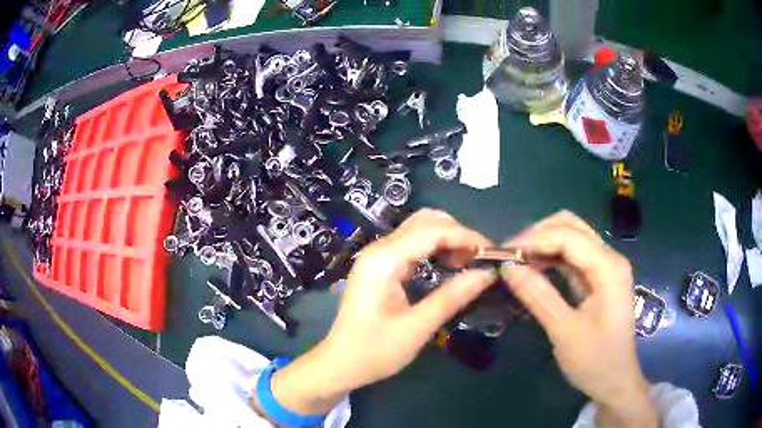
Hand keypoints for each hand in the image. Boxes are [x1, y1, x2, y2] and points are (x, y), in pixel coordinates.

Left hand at [268, 209, 495, 415]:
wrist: (340, 364)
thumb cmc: (374, 351)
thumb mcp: (417, 327)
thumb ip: (452, 297)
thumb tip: (487, 273)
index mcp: (383, 261)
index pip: (432, 231)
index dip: (466, 236)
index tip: (492, 253)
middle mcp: (379, 249)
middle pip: (425, 221)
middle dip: (457, 234)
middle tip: (481, 259)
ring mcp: (377, 256)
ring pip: (419, 229)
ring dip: (447, 239)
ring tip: (470, 262)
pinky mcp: (380, 266)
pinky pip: (413, 244)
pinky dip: (436, 248)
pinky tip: (450, 265)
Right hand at [500, 211, 656, 427]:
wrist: (615, 381)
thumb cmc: (595, 360)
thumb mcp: (564, 331)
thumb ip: (538, 296)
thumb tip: (507, 267)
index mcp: (608, 268)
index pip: (567, 236)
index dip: (533, 239)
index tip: (502, 254)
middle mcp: (610, 258)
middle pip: (571, 226)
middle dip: (538, 234)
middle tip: (510, 255)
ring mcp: (606, 266)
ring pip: (572, 236)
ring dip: (544, 243)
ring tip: (517, 261)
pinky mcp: (599, 277)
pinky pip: (573, 256)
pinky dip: (551, 257)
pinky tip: (534, 268)